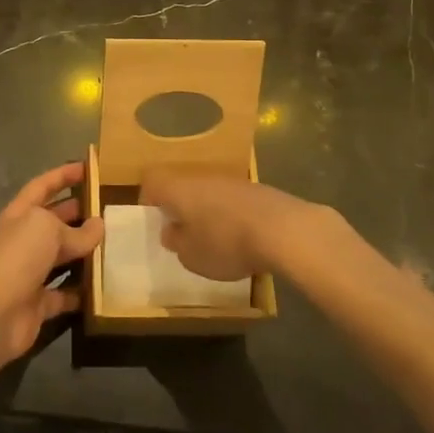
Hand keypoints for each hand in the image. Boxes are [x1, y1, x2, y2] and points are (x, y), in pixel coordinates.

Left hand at [0, 162, 103, 367]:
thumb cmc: (18, 257)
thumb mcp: (48, 230)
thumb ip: (76, 229)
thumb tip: (98, 226)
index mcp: (20, 214)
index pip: (42, 186)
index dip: (63, 175)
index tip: (87, 167)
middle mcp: (24, 240)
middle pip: (53, 221)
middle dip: (77, 212)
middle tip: (108, 207)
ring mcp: (30, 272)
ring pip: (61, 257)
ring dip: (84, 252)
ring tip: (114, 243)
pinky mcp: (39, 303)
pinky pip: (65, 293)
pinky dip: (82, 291)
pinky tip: (105, 285)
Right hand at [140, 170, 338, 280]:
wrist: (284, 229)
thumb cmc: (226, 243)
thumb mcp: (191, 256)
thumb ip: (176, 242)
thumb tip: (171, 230)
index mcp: (178, 188)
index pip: (151, 182)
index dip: (148, 200)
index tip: (154, 222)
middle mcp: (201, 176)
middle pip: (182, 186)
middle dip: (180, 208)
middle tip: (183, 234)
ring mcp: (232, 180)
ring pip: (209, 192)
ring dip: (208, 212)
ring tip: (215, 240)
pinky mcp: (257, 189)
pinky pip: (233, 200)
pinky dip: (232, 215)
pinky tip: (243, 237)